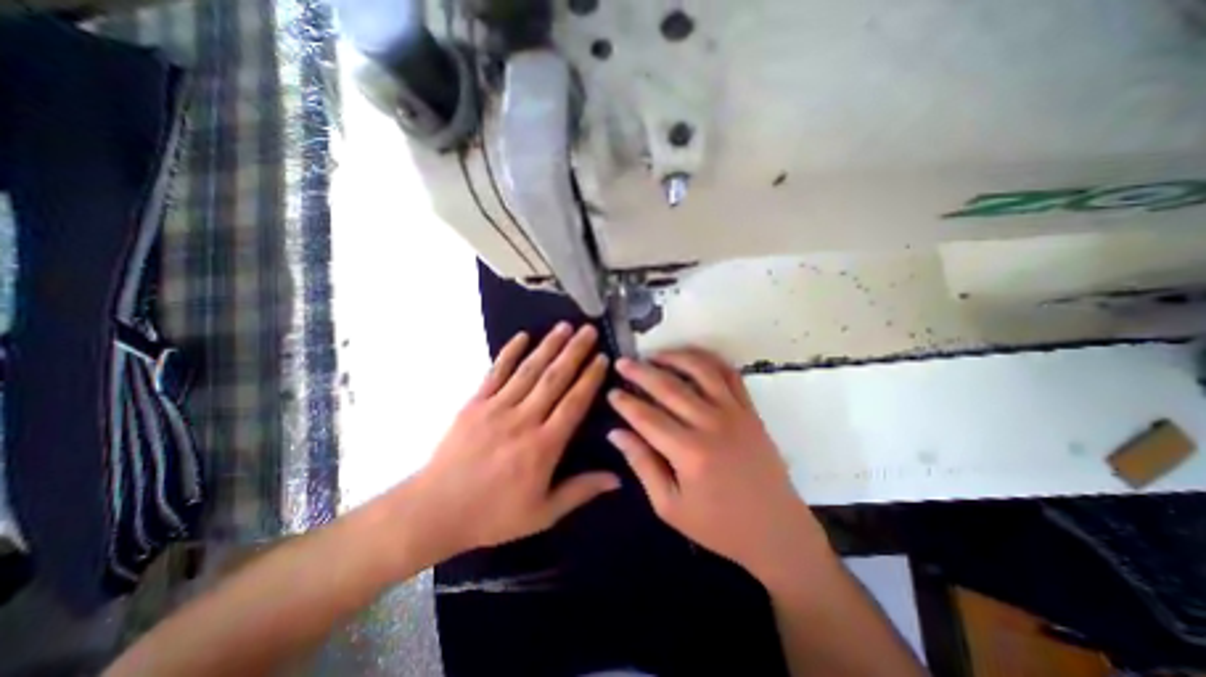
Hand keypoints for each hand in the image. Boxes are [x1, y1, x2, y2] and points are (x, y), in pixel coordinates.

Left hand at [411, 322, 620, 561]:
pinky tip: (522, 335)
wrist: (435, 511)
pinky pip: (495, 372)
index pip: (574, 403)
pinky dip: (509, 352)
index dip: (590, 378)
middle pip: (555, 379)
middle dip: (574, 351)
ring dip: (548, 345)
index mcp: (543, 446)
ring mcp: (497, 407)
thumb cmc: (493, 515)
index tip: (602, 357)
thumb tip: (618, 478)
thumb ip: (581, 490)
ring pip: (529, 370)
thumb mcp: (543, 513)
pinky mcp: (475, 403)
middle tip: (589, 329)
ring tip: (564, 326)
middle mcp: (524, 419)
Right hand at [615, 349, 830, 585]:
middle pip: (669, 387)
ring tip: (654, 354)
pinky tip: (691, 358)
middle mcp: (712, 425)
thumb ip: (642, 465)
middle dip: (641, 372)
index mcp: (690, 453)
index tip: (610, 391)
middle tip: (622, 362)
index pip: (647, 417)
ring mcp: (735, 413)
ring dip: (674, 357)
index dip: (625, 402)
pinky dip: (709, 359)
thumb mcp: (670, 506)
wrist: (776, 530)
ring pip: (700, 370)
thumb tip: (616, 433)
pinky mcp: (750, 410)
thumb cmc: (718, 525)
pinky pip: (729, 374)